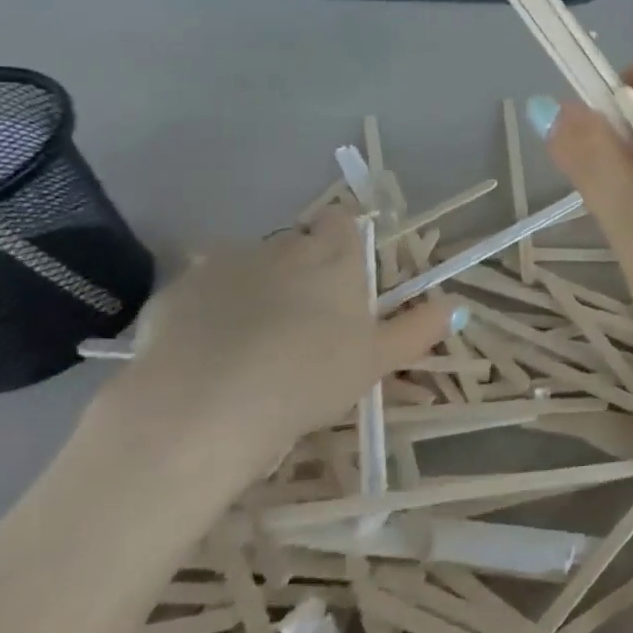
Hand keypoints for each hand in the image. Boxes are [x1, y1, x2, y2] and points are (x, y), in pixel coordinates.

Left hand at [97, 207, 455, 489]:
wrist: (201, 409)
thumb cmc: (308, 377)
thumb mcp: (376, 360)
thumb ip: (418, 329)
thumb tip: (459, 306)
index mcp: (334, 257)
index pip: (344, 223)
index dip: (346, 240)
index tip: (346, 274)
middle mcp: (282, 248)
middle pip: (297, 243)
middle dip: (301, 267)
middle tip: (305, 317)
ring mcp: (224, 266)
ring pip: (248, 265)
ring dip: (254, 286)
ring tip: (253, 338)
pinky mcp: (174, 294)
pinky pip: (199, 292)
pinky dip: (208, 311)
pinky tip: (206, 351)